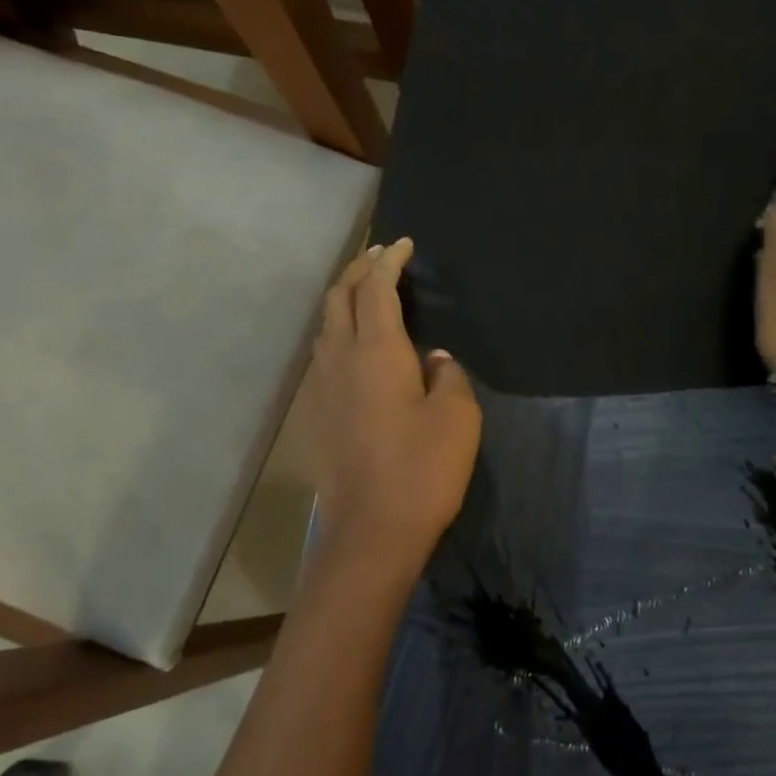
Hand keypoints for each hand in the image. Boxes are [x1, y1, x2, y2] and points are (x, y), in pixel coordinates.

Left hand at [309, 238, 481, 566]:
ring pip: (325, 325)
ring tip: (366, 292)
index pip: (376, 289)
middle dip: (358, 269)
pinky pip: (324, 353)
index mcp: (376, 351)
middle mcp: (340, 359)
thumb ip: (447, 376)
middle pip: (339, 297)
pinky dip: (338, 330)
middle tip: (381, 256)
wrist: (372, 531)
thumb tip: (433, 360)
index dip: (389, 261)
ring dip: (344, 299)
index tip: (403, 244)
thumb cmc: (422, 470)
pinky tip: (356, 345)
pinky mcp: (318, 414)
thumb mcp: (457, 417)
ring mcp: (323, 387)